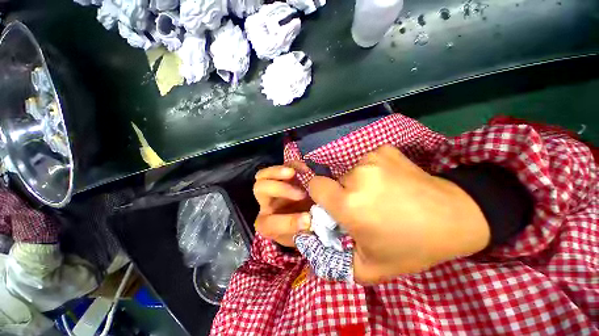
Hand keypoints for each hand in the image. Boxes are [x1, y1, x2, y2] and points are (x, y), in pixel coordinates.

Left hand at [253, 163, 312, 246]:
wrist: (310, 218)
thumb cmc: (307, 230)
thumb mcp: (306, 237)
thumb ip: (306, 232)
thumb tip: (311, 220)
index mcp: (268, 224)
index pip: (269, 223)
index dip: (288, 222)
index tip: (308, 220)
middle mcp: (267, 204)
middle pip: (260, 190)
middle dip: (281, 190)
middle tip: (302, 195)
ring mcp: (274, 187)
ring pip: (263, 176)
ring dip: (278, 172)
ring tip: (294, 173)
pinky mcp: (285, 176)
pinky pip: (282, 166)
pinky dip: (292, 164)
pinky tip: (305, 169)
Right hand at [308, 145, 489, 282]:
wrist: (455, 217)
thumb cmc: (411, 246)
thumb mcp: (369, 267)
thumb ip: (337, 260)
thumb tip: (317, 243)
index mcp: (349, 204)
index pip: (315, 185)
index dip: (320, 195)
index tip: (334, 205)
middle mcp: (357, 176)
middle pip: (335, 181)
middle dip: (344, 194)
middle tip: (365, 207)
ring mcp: (372, 159)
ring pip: (351, 172)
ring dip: (359, 183)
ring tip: (383, 195)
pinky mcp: (384, 150)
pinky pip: (367, 162)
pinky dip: (373, 171)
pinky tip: (392, 182)